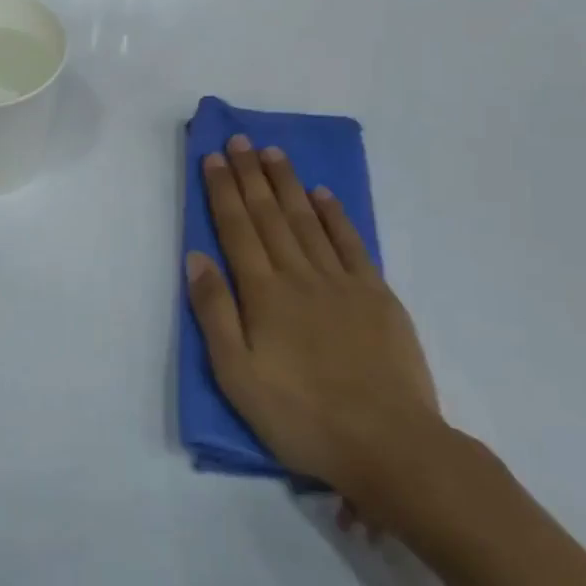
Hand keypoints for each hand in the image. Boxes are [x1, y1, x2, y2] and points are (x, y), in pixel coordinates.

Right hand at [186, 135, 440, 516]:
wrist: (389, 445)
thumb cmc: (301, 416)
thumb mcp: (237, 375)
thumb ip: (214, 312)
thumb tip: (195, 257)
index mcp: (263, 294)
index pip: (237, 229)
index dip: (223, 190)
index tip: (214, 156)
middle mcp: (299, 276)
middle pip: (270, 215)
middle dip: (251, 175)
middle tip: (240, 140)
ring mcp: (341, 283)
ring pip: (308, 220)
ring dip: (288, 184)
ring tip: (273, 153)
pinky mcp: (377, 296)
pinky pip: (351, 244)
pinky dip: (335, 215)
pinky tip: (322, 194)